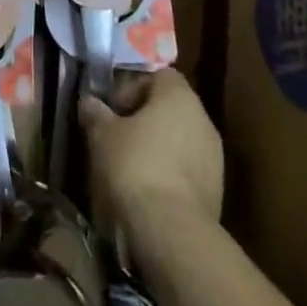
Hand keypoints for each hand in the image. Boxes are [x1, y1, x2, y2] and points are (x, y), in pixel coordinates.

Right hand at [80, 69, 222, 244]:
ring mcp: (214, 155)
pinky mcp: (217, 187)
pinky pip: (187, 166)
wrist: (172, 230)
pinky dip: (169, 169)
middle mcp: (203, 118)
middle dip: (143, 116)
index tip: (112, 106)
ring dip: (157, 144)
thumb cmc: (135, 166)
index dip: (131, 85)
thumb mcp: (102, 134)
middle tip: (116, 133)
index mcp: (179, 95)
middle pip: (169, 106)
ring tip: (129, 164)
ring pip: (179, 137)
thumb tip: (89, 101)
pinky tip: (148, 187)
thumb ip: (95, 111)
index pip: (157, 74)